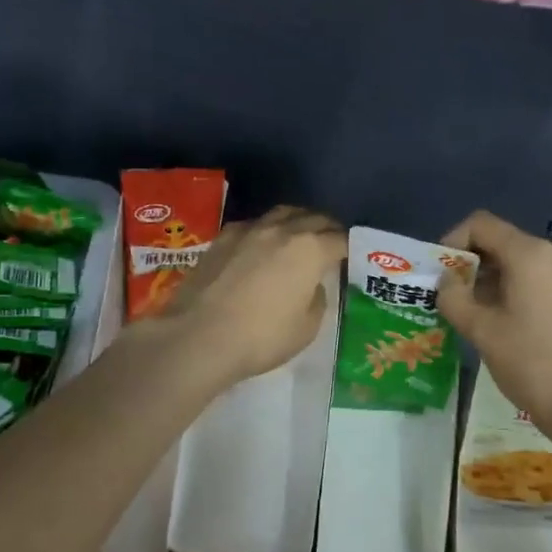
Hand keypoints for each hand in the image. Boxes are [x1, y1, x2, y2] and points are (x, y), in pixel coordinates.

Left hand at [156, 206, 346, 385]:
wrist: (199, 336)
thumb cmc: (261, 337)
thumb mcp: (306, 328)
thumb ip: (317, 299)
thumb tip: (311, 284)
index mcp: (310, 249)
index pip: (340, 239)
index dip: (350, 247)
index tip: (353, 256)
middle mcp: (282, 230)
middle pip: (313, 218)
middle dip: (327, 228)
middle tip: (331, 243)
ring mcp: (249, 230)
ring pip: (282, 213)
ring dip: (297, 222)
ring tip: (299, 237)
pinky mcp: (222, 238)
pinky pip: (253, 225)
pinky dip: (266, 231)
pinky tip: (261, 247)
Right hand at [436, 211, 551, 427]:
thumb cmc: (532, 363)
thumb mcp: (481, 330)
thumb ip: (454, 298)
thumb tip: (447, 282)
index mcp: (530, 255)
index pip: (481, 225)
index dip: (453, 241)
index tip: (439, 273)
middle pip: (501, 243)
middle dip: (470, 265)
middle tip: (449, 297)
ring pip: (518, 265)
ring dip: (489, 281)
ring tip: (471, 315)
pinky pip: (536, 282)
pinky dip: (512, 292)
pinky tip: (501, 324)